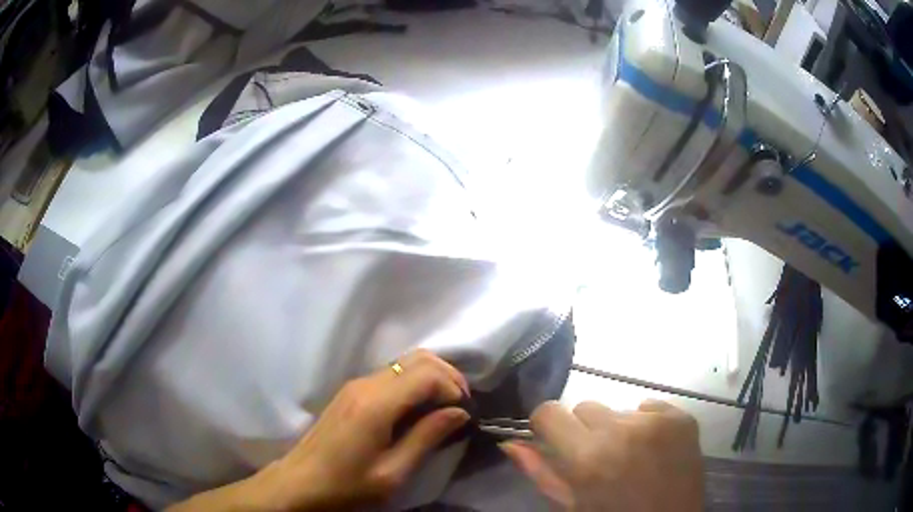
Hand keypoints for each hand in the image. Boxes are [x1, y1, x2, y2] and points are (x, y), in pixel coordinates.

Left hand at [169, 349, 470, 511]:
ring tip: (445, 407)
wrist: (300, 484)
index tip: (465, 412)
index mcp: (376, 403)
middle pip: (417, 358)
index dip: (453, 387)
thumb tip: (459, 413)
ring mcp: (355, 385)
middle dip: (447, 375)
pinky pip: (391, 374)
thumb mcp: (393, 472)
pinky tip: (420, 408)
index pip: (426, 373)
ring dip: (431, 377)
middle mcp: (365, 384)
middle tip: (461, 405)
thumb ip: (427, 437)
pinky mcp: (351, 392)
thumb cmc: (347, 485)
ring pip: (404, 362)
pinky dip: (414, 383)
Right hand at [502, 399, 703, 511]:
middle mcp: (622, 430)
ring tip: (630, 457)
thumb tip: (510, 442)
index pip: (549, 411)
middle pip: (585, 407)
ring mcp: (657, 421)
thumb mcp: (571, 505)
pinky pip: (650, 407)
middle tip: (598, 458)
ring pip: (618, 408)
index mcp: (587, 457)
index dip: (547, 426)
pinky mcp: (682, 417)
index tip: (554, 440)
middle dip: (584, 430)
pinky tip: (653, 450)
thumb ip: (540, 472)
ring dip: (617, 429)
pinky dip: (646, 425)